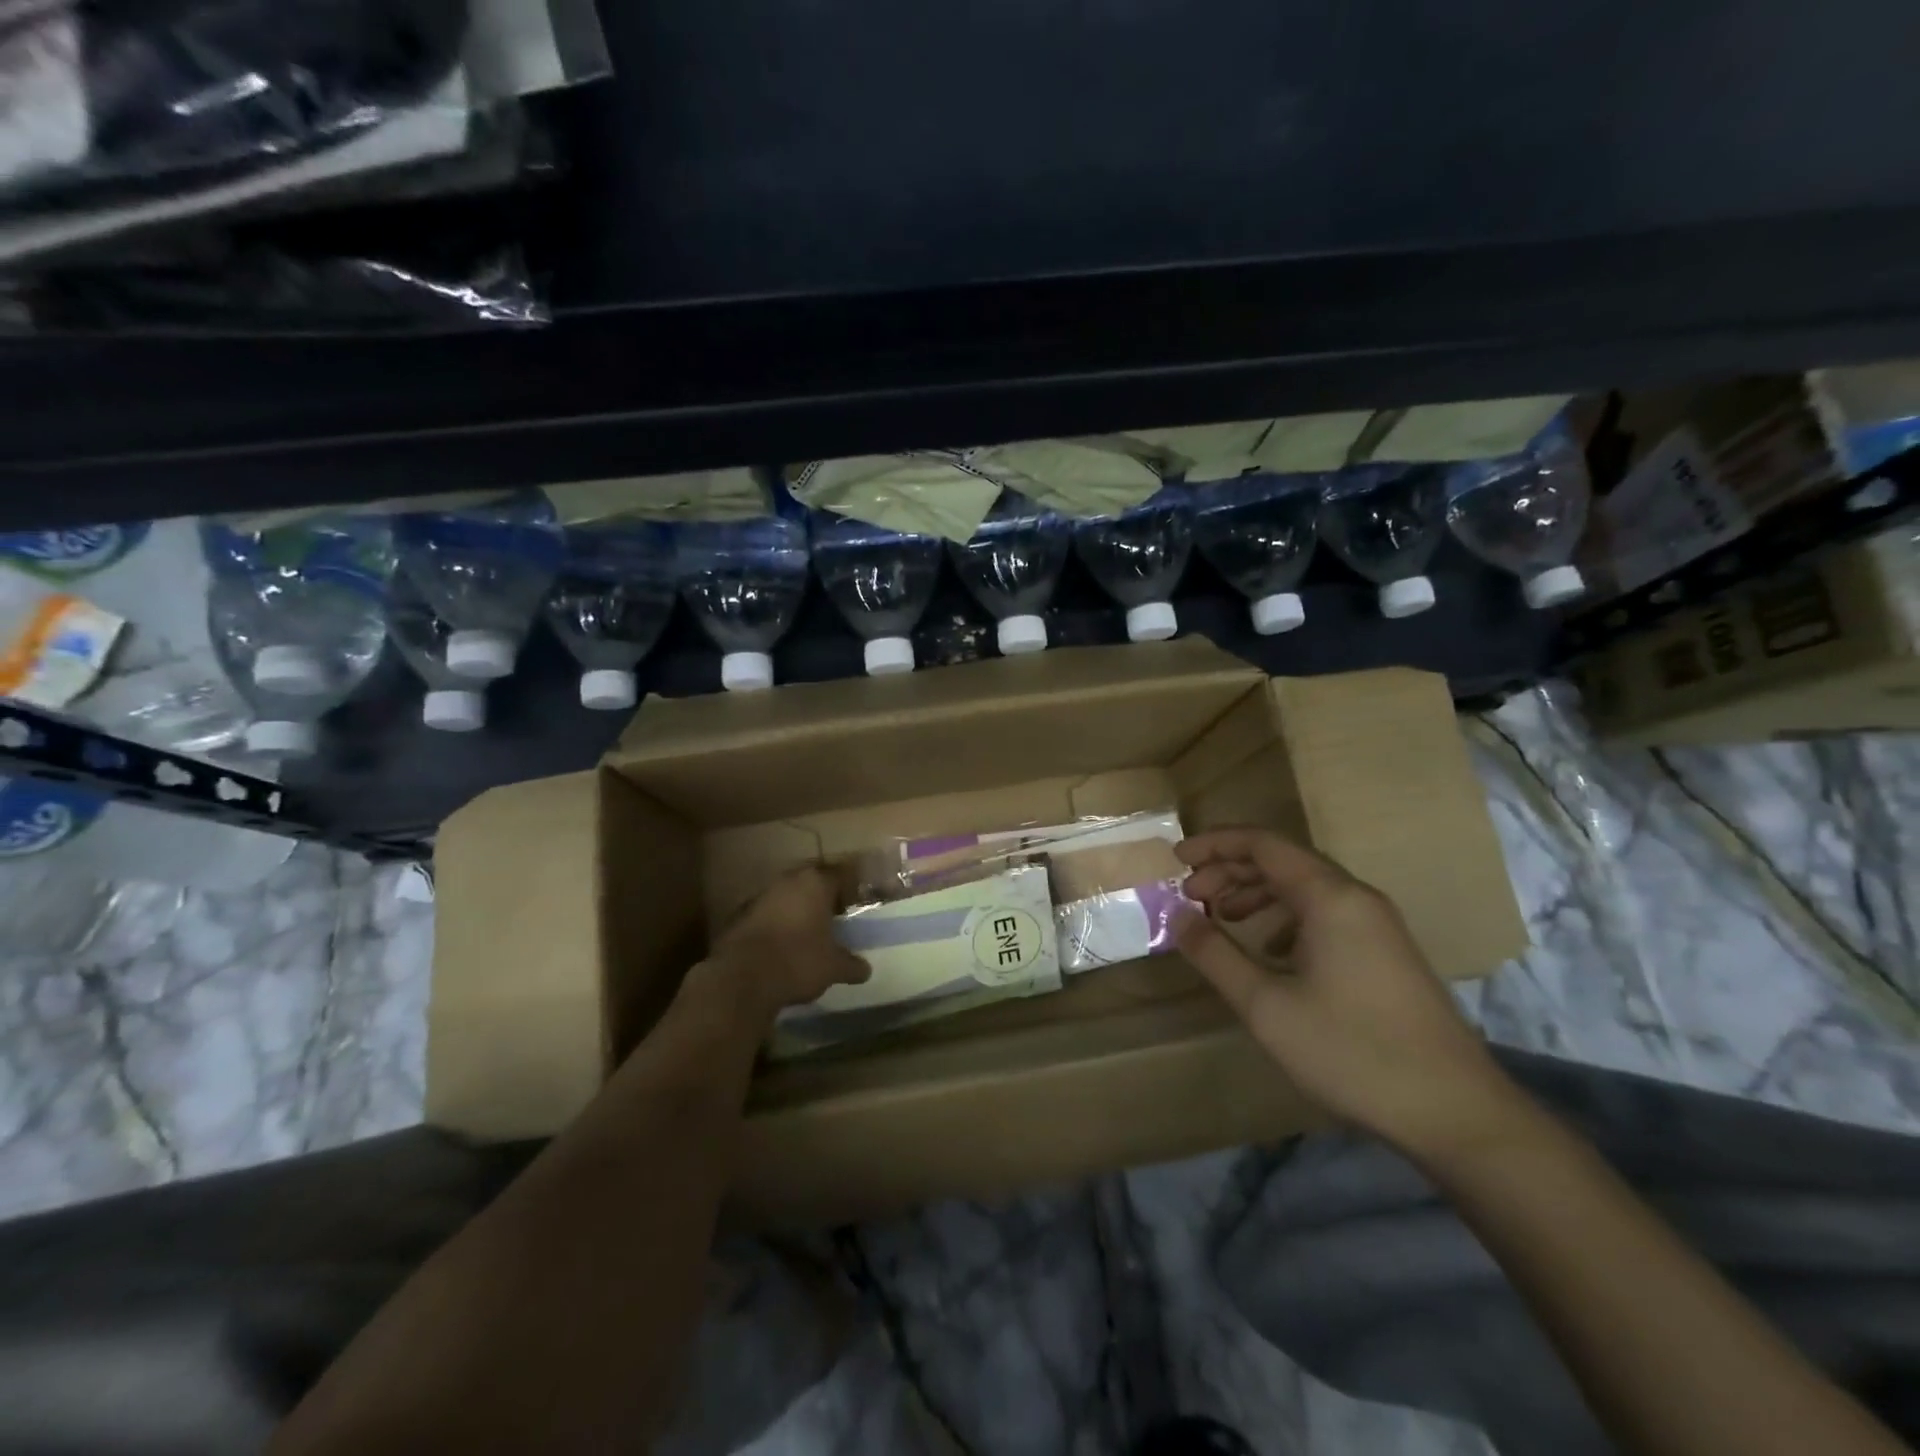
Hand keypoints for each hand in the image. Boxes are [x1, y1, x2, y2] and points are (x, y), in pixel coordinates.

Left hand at [704, 867, 870, 1021]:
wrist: (741, 978)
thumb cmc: (798, 961)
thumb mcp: (834, 967)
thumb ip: (851, 965)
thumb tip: (865, 970)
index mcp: (815, 883)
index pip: (840, 876)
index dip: (850, 891)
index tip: (855, 907)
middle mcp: (788, 881)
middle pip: (811, 883)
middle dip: (822, 899)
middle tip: (833, 920)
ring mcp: (760, 896)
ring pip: (787, 898)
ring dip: (797, 912)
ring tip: (808, 935)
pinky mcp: (739, 915)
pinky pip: (767, 915)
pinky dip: (776, 925)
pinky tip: (782, 946)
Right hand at [1175, 827, 1526, 1162]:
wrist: (1454, 1112)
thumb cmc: (1351, 1051)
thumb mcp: (1266, 1006)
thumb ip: (1215, 954)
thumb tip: (1177, 916)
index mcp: (1329, 897)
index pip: (1262, 844)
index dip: (1214, 845)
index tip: (1175, 859)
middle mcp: (1356, 898)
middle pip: (1283, 861)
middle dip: (1230, 871)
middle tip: (1191, 895)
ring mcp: (1377, 926)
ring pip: (1305, 888)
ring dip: (1257, 894)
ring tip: (1222, 919)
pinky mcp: (1387, 953)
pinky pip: (1326, 914)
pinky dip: (1285, 918)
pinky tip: (1270, 953)